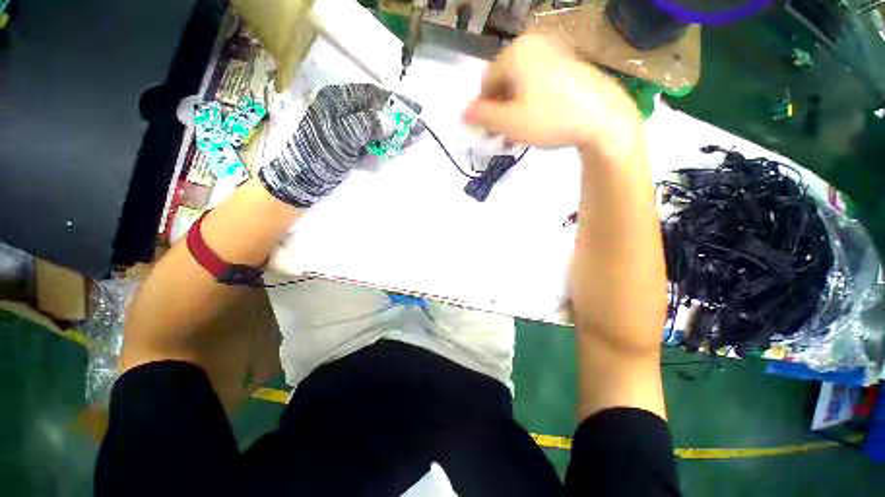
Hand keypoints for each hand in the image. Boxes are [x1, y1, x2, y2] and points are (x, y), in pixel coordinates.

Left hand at [259, 84, 421, 207]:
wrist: (302, 181)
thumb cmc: (318, 154)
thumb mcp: (340, 136)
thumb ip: (366, 125)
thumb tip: (391, 122)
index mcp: (337, 100)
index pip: (371, 94)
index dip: (394, 101)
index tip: (414, 109)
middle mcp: (344, 112)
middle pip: (377, 111)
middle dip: (398, 119)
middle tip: (418, 127)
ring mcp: (348, 131)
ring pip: (377, 128)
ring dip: (395, 133)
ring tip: (412, 138)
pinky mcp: (351, 148)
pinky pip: (372, 142)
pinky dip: (386, 144)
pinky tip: (397, 147)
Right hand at [463, 34, 641, 159]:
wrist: (603, 118)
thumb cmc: (550, 119)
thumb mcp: (509, 123)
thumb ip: (481, 116)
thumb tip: (461, 113)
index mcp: (516, 53)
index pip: (486, 82)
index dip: (484, 109)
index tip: (490, 131)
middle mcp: (533, 45)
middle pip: (504, 81)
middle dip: (500, 110)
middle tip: (505, 134)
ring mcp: (553, 52)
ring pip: (521, 84)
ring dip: (515, 109)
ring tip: (521, 132)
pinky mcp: (568, 64)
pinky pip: (539, 82)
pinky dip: (532, 101)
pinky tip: (538, 119)